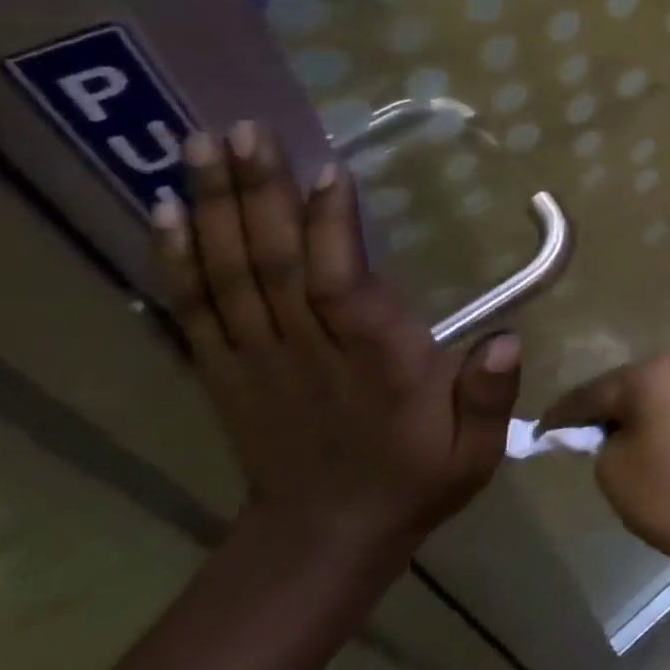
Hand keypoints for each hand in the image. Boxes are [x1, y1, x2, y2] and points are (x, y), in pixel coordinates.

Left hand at [153, 122, 518, 563]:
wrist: (322, 539)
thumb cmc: (415, 479)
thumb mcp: (476, 453)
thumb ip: (491, 396)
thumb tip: (508, 339)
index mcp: (374, 367)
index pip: (342, 290)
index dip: (332, 231)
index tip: (329, 170)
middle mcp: (306, 355)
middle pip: (272, 267)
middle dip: (259, 195)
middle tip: (243, 130)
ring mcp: (254, 361)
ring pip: (227, 277)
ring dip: (212, 209)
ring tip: (198, 145)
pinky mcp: (223, 371)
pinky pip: (191, 310)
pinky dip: (173, 260)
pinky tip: (162, 212)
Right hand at [539, 354, 669, 577]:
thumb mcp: (614, 469)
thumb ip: (596, 440)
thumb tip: (599, 430)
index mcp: (653, 372)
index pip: (592, 392)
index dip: (561, 416)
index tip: (537, 433)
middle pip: (624, 385)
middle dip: (598, 410)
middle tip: (570, 438)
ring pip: (651, 392)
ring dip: (629, 412)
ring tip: (604, 443)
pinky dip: (655, 417)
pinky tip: (642, 441)